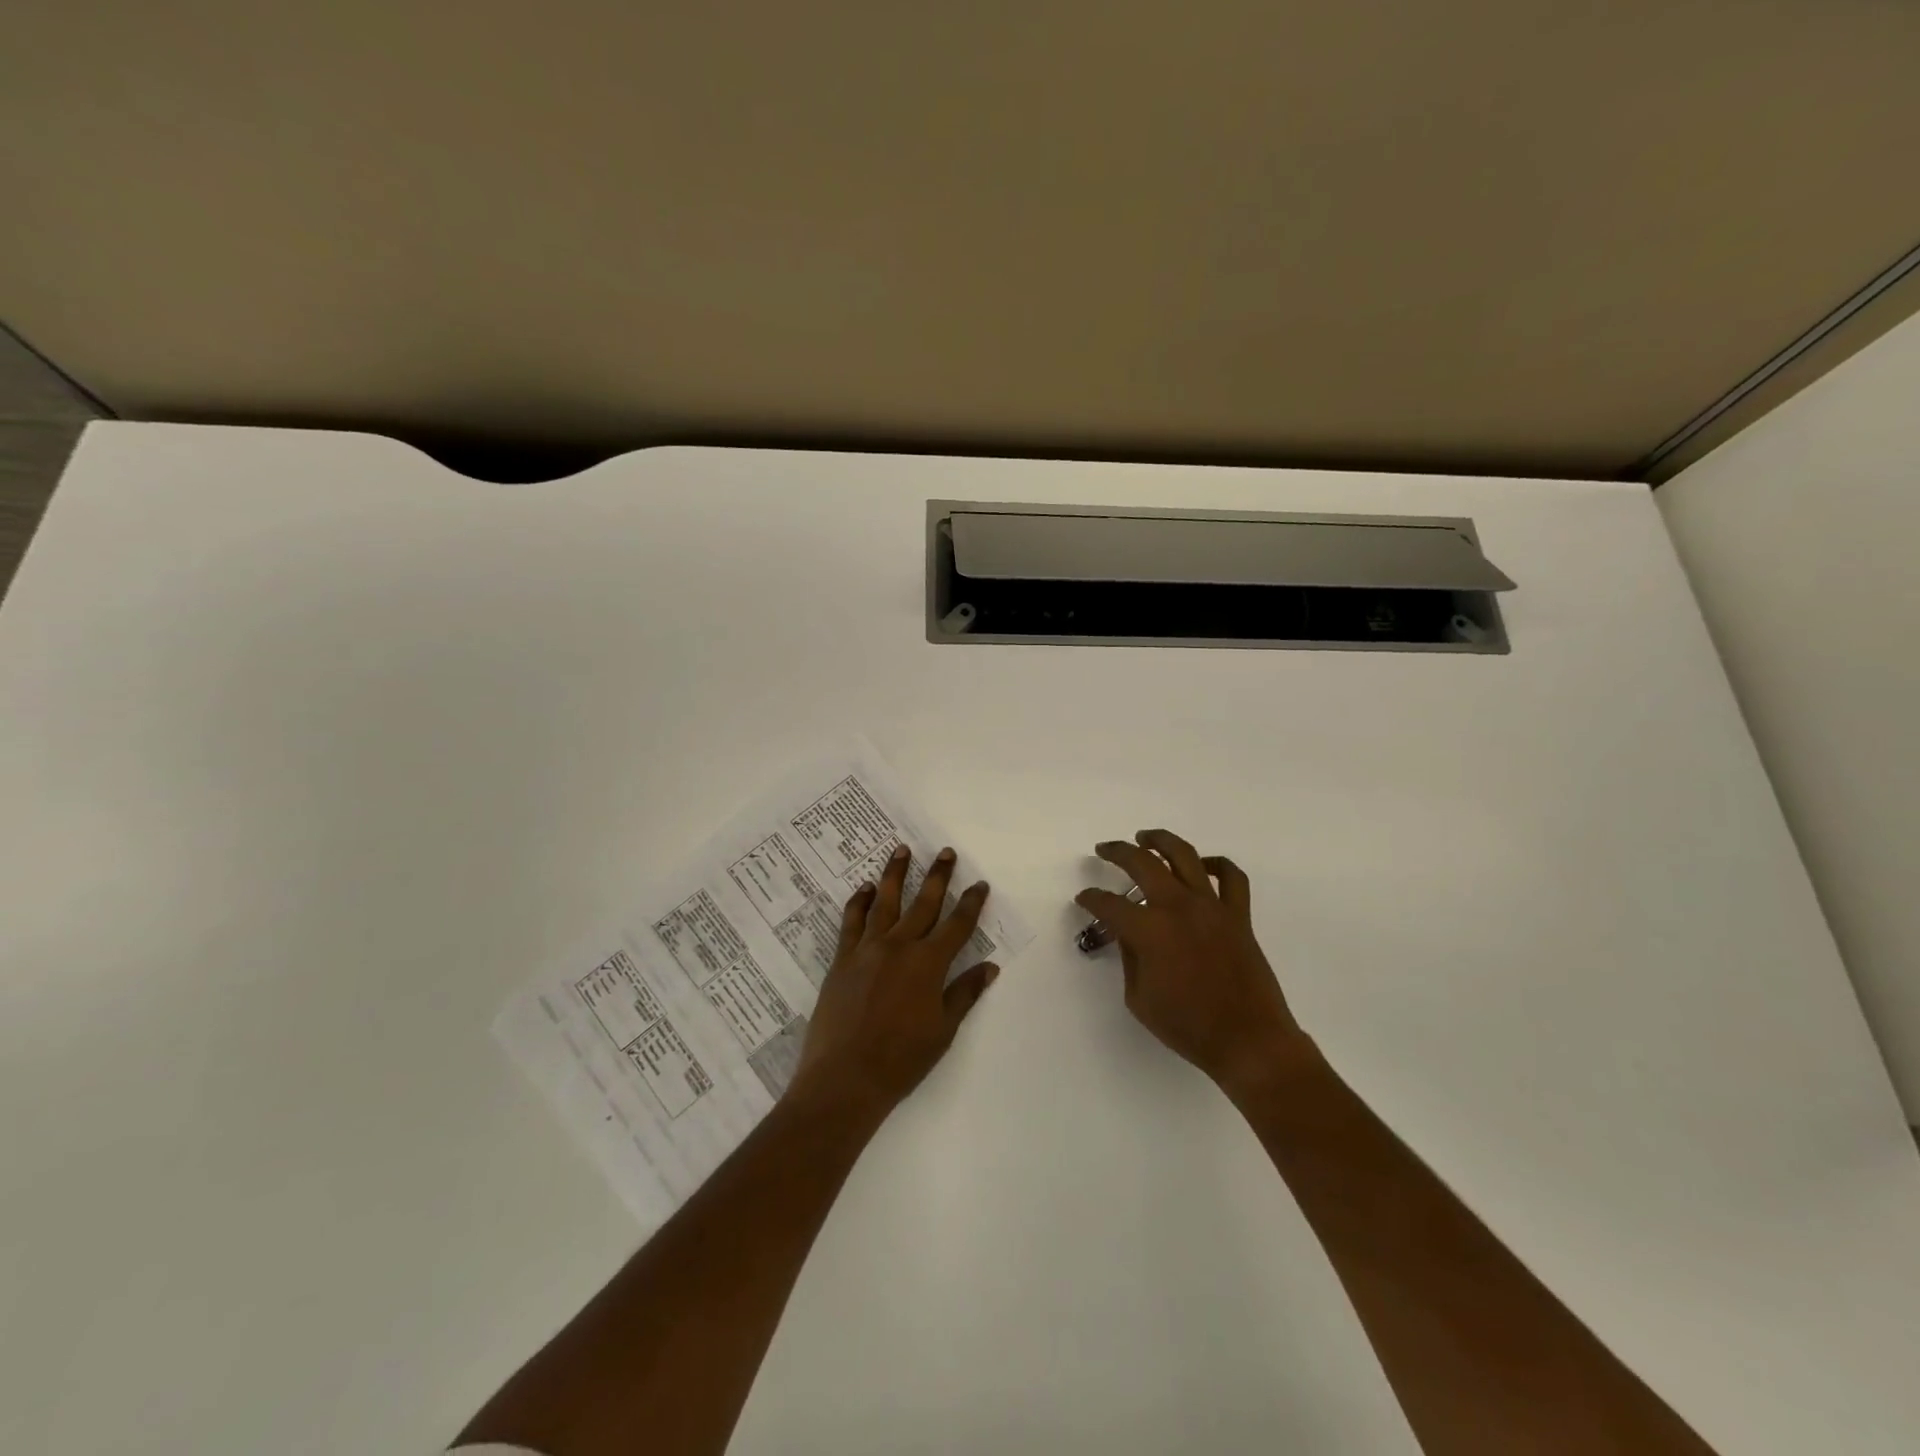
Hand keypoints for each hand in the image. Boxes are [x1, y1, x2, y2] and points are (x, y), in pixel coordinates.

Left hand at [790, 843, 998, 1115]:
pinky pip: (851, 921)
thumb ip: (964, 993)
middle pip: (924, 903)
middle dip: (938, 876)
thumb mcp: (943, 1030)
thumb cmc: (901, 1060)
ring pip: (884, 902)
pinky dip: (858, 902)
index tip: (980, 884)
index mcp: (929, 964)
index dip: (971, 903)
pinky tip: (864, 888)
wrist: (845, 1078)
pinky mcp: (842, 958)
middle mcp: (900, 946)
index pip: (957, 925)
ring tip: (901, 850)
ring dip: (895, 874)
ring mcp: (867, 949)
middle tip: (945, 852)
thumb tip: (989, 967)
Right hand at [1076, 829, 1308, 1096]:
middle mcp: (1178, 907)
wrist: (1248, 1040)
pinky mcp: (1238, 915)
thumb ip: (1129, 957)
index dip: (1091, 898)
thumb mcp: (1139, 998)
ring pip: (1185, 856)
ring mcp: (1211, 907)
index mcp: (1149, 930)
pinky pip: (1231, 877)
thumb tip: (1128, 932)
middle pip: (1142, 863)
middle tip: (1105, 850)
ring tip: (1145, 837)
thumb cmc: (1187, 1027)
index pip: (1109, 904)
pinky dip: (1216, 864)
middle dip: (1118, 852)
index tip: (1084, 898)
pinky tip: (1201, 865)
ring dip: (1161, 840)